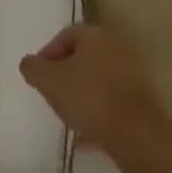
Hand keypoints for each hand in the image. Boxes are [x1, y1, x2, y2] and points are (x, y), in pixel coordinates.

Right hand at [20, 24, 167, 152]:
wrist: (136, 134)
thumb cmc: (88, 96)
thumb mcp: (48, 80)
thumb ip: (32, 68)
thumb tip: (29, 63)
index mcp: (94, 36)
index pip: (65, 35)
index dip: (47, 54)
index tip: (38, 76)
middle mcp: (116, 48)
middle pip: (83, 57)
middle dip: (64, 75)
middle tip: (51, 93)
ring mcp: (133, 75)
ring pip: (98, 80)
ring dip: (81, 95)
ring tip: (67, 116)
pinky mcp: (142, 101)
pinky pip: (111, 102)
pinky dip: (97, 113)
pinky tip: (85, 136)